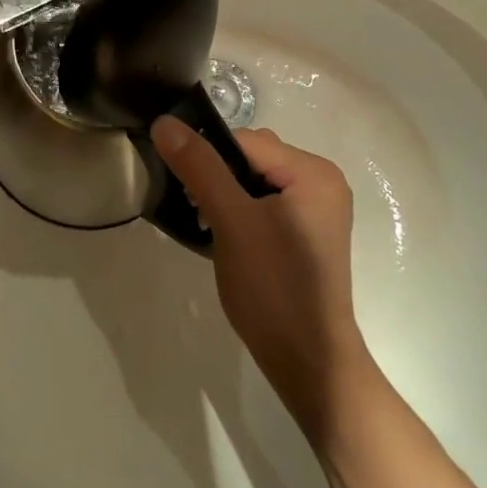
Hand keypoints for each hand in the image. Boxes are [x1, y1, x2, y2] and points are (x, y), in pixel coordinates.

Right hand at [152, 119, 372, 443]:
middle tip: (201, 216)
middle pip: (250, 158)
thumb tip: (165, 122)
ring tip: (212, 230)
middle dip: (217, 179)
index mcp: (313, 171)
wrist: (309, 365)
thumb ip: (199, 166)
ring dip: (225, 197)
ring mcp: (316, 210)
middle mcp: (321, 182)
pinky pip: (264, 203)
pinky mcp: (306, 234)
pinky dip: (240, 213)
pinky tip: (229, 240)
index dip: (209, 160)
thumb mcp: (231, 221)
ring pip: (253, 181)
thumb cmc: (273, 287)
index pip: (244, 141)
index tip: (188, 194)